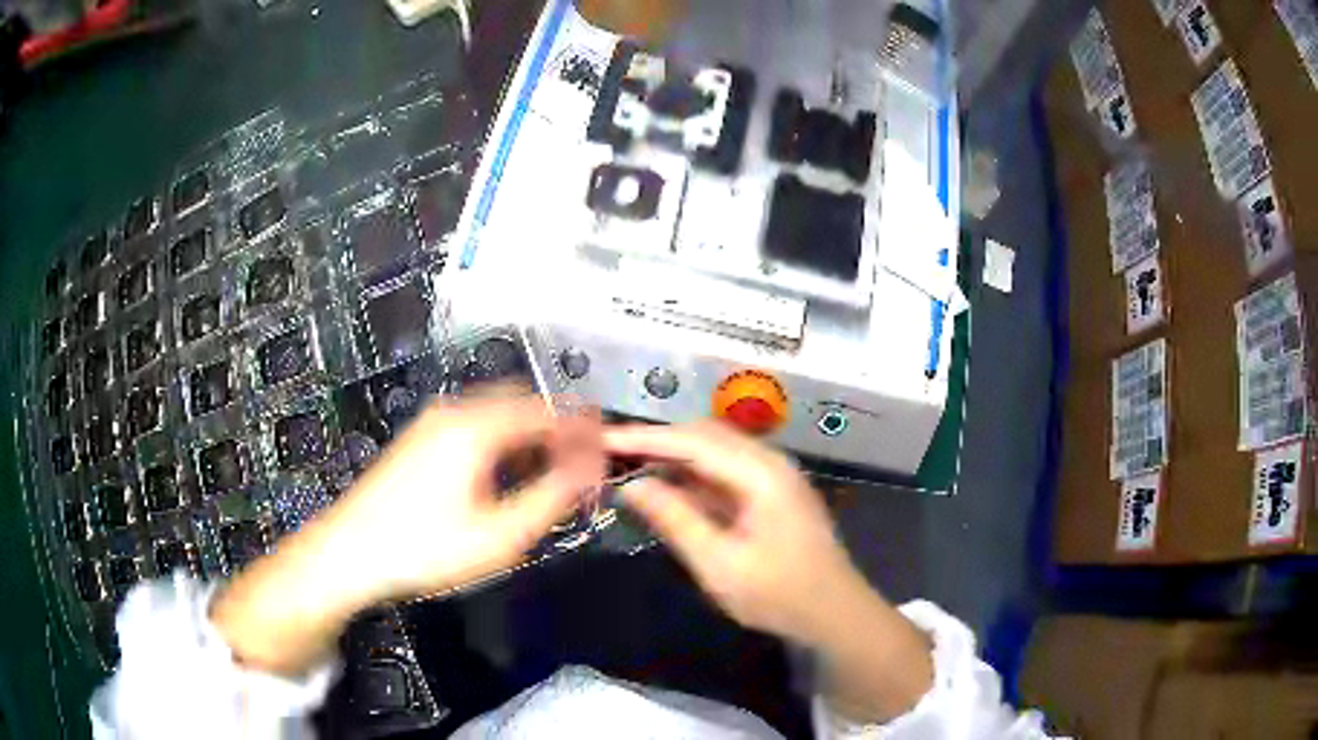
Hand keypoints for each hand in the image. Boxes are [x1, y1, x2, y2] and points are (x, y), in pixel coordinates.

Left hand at [322, 393, 605, 604]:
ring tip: (551, 476)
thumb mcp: (499, 535)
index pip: (548, 411)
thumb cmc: (425, 548)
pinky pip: (475, 427)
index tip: (608, 452)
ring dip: (530, 437)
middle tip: (583, 466)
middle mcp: (455, 412)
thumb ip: (551, 498)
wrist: (349, 552)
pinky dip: (503, 442)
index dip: (584, 429)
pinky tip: (505, 477)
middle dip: (558, 430)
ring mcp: (432, 422)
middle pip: (523, 404)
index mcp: (477, 427)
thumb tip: (591, 470)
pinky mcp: (419, 439)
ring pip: (498, 415)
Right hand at [605, 421, 933, 722]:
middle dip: (656, 440)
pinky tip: (666, 486)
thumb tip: (632, 486)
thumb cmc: (778, 593)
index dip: (643, 439)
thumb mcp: (718, 563)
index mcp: (760, 473)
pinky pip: (724, 471)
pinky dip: (692, 475)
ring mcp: (772, 475)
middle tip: (609, 451)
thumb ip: (675, 519)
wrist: (834, 612)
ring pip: (714, 450)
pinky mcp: (770, 491)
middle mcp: (769, 461)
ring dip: (673, 455)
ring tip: (628, 465)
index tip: (601, 440)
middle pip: (704, 435)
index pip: (692, 441)